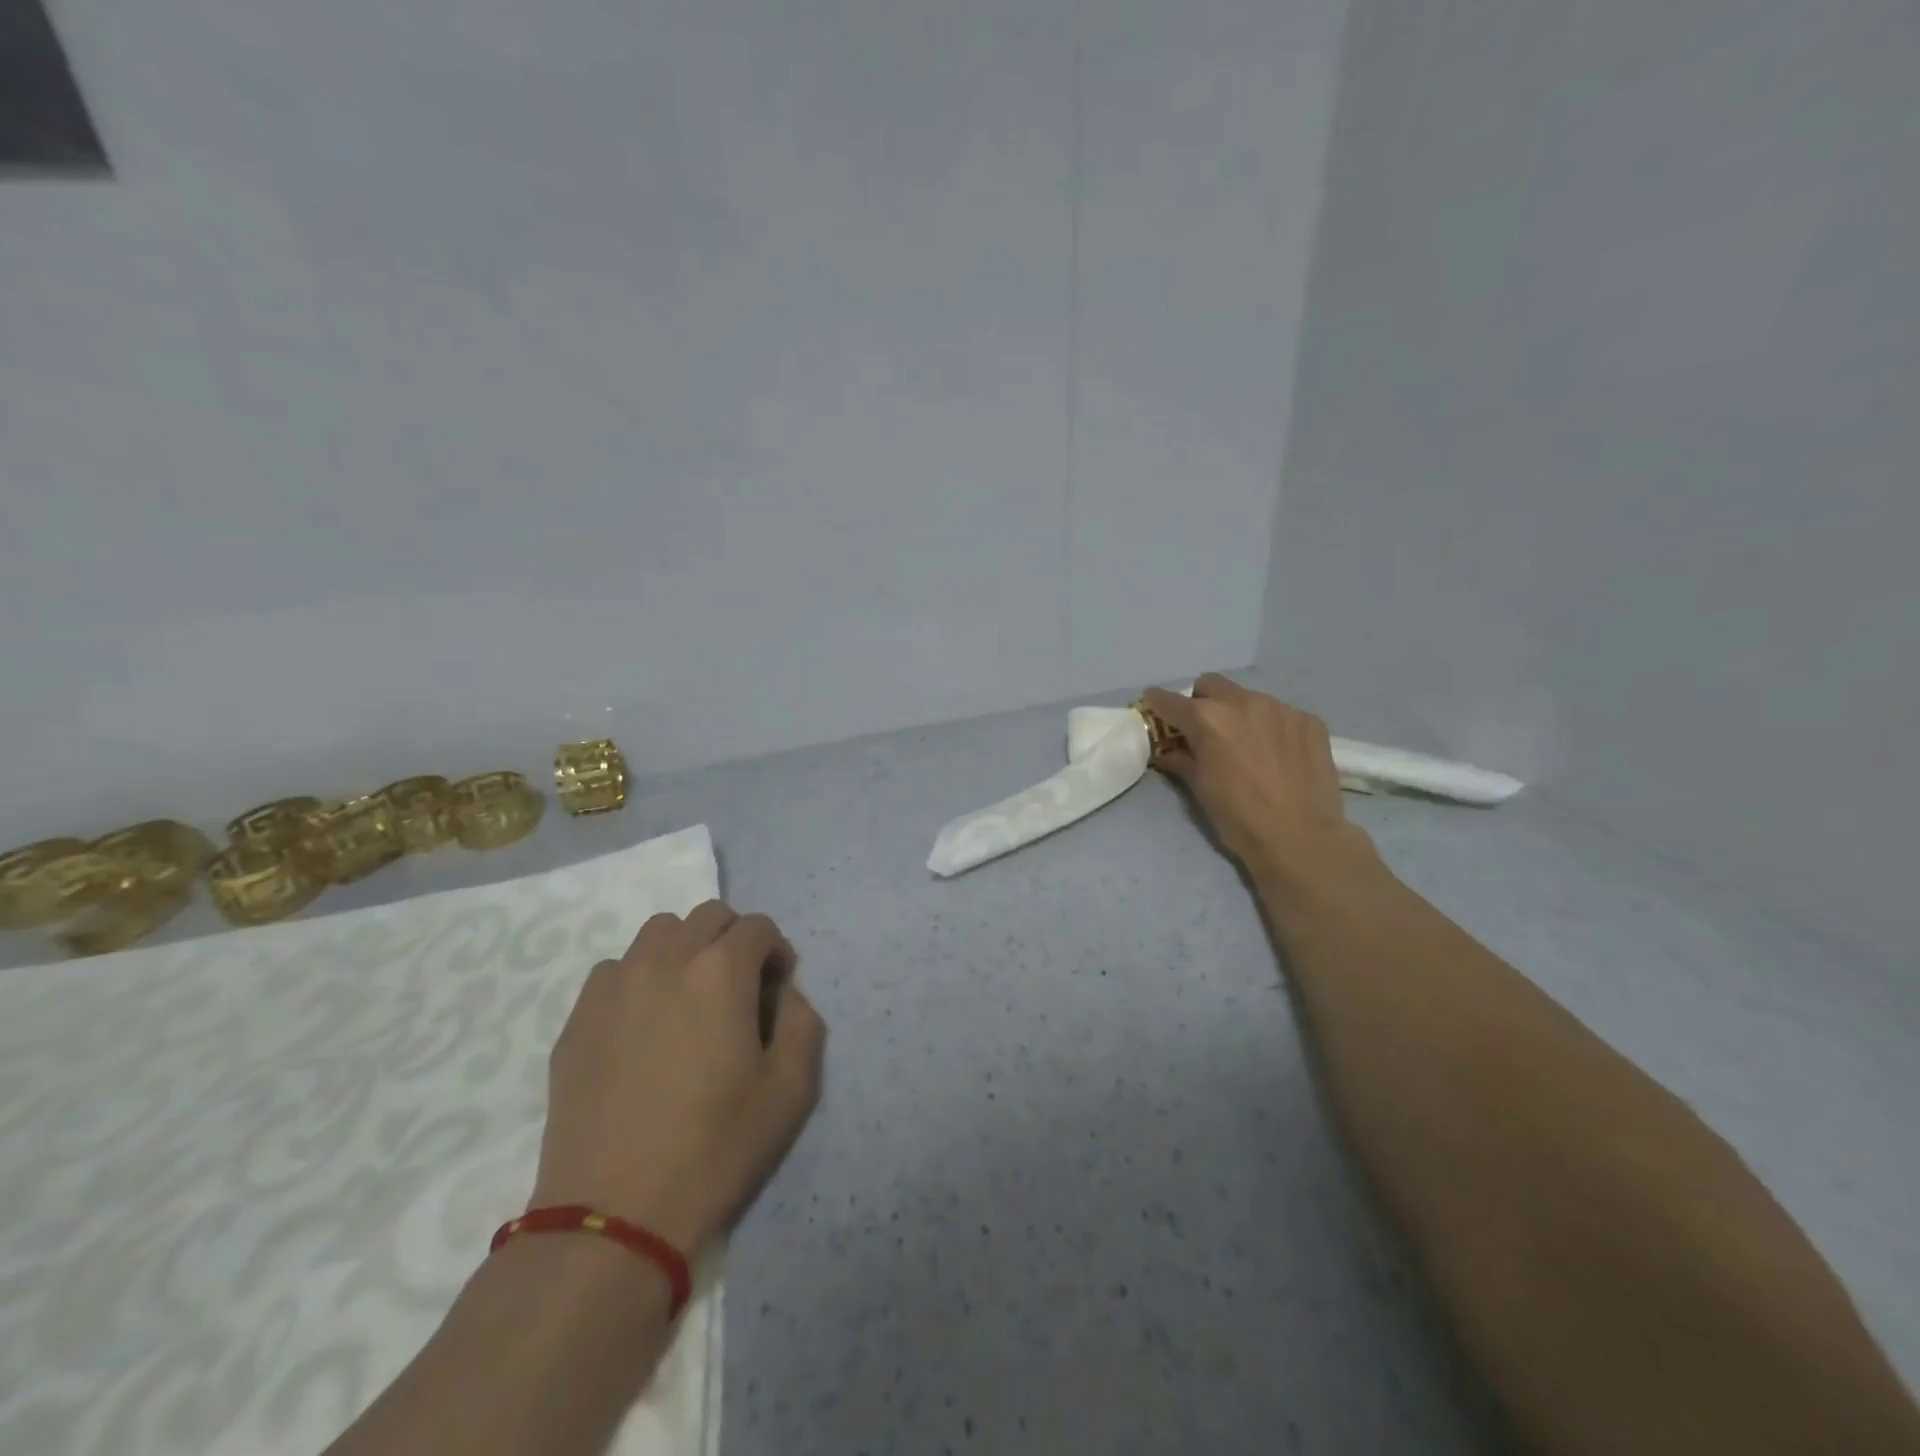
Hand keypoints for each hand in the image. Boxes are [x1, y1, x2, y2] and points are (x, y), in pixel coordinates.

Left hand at [530, 901, 825, 1257]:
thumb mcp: (791, 1090)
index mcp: (721, 971)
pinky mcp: (578, 1016)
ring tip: (688, 1000)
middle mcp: (666, 960)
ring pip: (658, 932)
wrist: (615, 1214)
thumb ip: (802, 1021)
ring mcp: (614, 985)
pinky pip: (616, 969)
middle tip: (738, 991)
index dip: (776, 952)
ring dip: (685, 949)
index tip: (776, 991)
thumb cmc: (715, 1148)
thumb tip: (783, 993)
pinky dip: (639, 978)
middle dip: (734, 940)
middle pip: (709, 915)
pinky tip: (642, 1027)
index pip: (757, 926)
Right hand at [1141, 674, 1375, 880]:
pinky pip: (1281, 714)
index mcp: (1208, 719)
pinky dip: (1271, 727)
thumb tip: (1169, 751)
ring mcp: (1280, 708)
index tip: (1154, 710)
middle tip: (1205, 730)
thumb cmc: (1239, 818)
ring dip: (1239, 714)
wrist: (1301, 838)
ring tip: (1248, 746)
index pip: (1169, 700)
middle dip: (1201, 702)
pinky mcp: (1309, 720)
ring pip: (1248, 698)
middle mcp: (1243, 702)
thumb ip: (1182, 760)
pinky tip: (1278, 755)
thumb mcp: (1200, 790)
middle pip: (1210, 685)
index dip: (1157, 704)